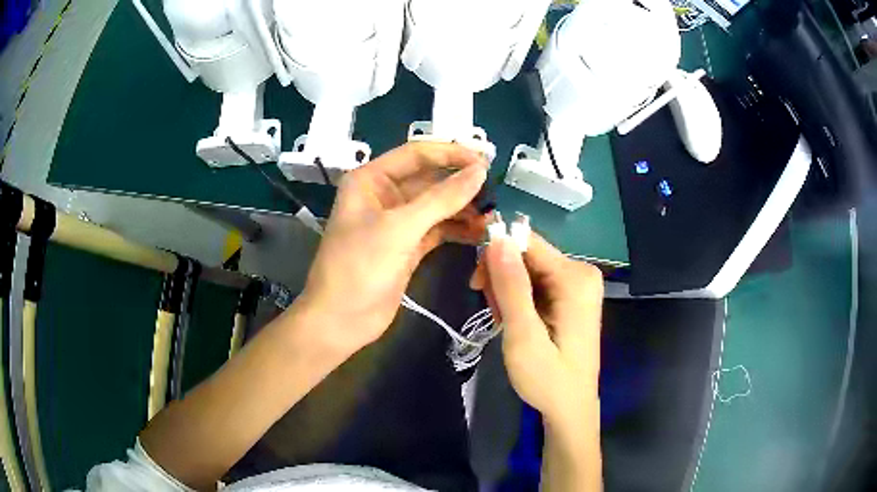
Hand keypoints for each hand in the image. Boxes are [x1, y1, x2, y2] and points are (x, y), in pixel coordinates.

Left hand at [298, 142, 488, 357]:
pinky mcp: (408, 245)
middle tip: (495, 192)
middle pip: (430, 179)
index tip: (486, 162)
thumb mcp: (400, 228)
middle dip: (461, 184)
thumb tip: (480, 170)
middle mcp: (384, 194)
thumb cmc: (359, 268)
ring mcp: (397, 222)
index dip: (451, 153)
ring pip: (437, 205)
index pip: (417, 154)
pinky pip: (438, 228)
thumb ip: (442, 198)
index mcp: (371, 179)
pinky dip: (458, 229)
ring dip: (463, 208)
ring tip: (492, 217)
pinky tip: (480, 233)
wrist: (341, 320)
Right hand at [471, 233, 602, 425]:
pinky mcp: (572, 296)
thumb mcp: (524, 335)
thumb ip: (511, 286)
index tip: (476, 285)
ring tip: (504, 323)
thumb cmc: (547, 379)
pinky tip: (515, 320)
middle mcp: (581, 272)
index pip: (527, 242)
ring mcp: (578, 284)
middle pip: (527, 255)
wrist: (570, 408)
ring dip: (508, 291)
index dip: (495, 255)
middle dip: (501, 279)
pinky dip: (519, 298)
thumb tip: (497, 238)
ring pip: (528, 269)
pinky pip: (536, 282)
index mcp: (575, 277)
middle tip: (494, 314)